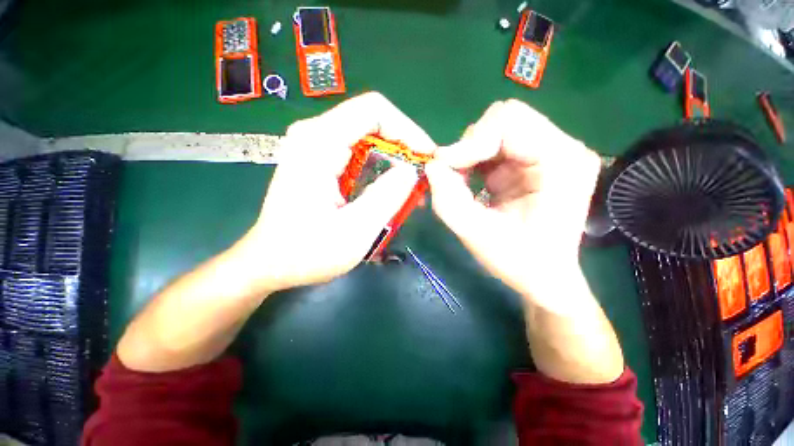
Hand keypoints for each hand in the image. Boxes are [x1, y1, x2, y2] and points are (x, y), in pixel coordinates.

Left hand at [237, 92, 435, 294]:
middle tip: (421, 179)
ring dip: (394, 162)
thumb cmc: (306, 252)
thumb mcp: (354, 230)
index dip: (407, 129)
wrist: (269, 263)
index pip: (374, 110)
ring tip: (409, 190)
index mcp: (318, 143)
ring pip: (368, 140)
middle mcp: (315, 135)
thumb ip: (386, 197)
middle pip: (372, 123)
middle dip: (403, 149)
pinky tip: (389, 192)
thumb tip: (411, 171)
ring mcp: (315, 148)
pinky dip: (380, 170)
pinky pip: (359, 155)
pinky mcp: (320, 162)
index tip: (427, 157)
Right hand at [425, 99, 600, 313]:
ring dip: (470, 153)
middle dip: (469, 146)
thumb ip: (449, 201)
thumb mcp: (478, 236)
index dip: (470, 142)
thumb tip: (431, 166)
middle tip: (453, 176)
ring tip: (462, 183)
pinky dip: (474, 159)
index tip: (445, 169)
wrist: (544, 276)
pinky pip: (495, 145)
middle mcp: (562, 147)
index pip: (509, 121)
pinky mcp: (533, 160)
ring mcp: (549, 152)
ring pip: (496, 129)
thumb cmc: (520, 262)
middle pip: (504, 118)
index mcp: (561, 162)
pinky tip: (471, 181)